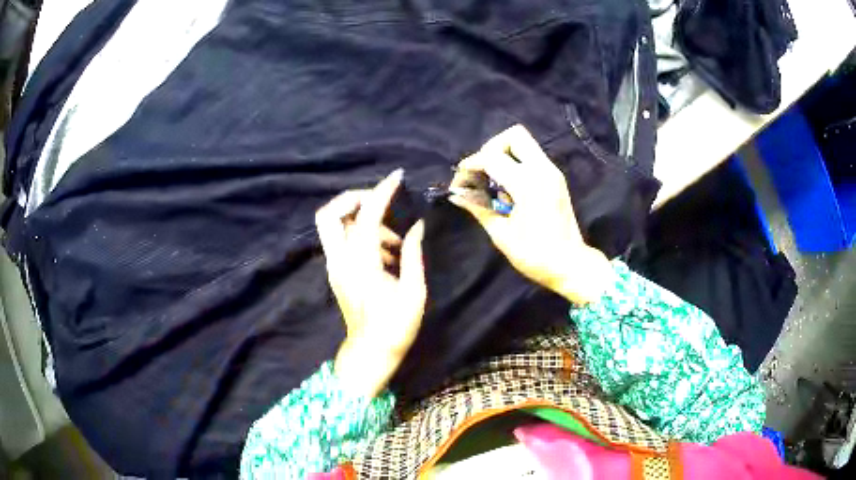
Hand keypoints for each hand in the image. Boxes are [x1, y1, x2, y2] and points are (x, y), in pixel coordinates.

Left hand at [315, 169, 425, 396]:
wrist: (371, 352)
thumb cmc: (397, 327)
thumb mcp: (414, 292)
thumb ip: (413, 255)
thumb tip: (417, 226)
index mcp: (362, 266)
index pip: (366, 218)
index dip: (381, 193)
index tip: (397, 178)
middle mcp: (341, 262)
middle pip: (329, 214)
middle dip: (353, 199)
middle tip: (380, 202)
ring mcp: (335, 267)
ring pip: (333, 226)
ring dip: (362, 221)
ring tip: (394, 243)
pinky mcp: (336, 272)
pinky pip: (341, 240)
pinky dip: (360, 234)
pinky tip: (386, 254)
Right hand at [449, 125, 610, 303]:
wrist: (570, 264)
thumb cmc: (535, 254)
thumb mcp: (502, 234)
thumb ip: (479, 208)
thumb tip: (457, 195)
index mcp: (528, 184)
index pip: (492, 157)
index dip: (470, 165)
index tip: (460, 182)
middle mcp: (543, 170)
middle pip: (514, 135)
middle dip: (491, 147)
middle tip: (481, 171)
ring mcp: (552, 172)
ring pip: (525, 143)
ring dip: (504, 153)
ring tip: (493, 180)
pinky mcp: (556, 178)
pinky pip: (532, 156)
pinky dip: (515, 162)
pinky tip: (508, 186)